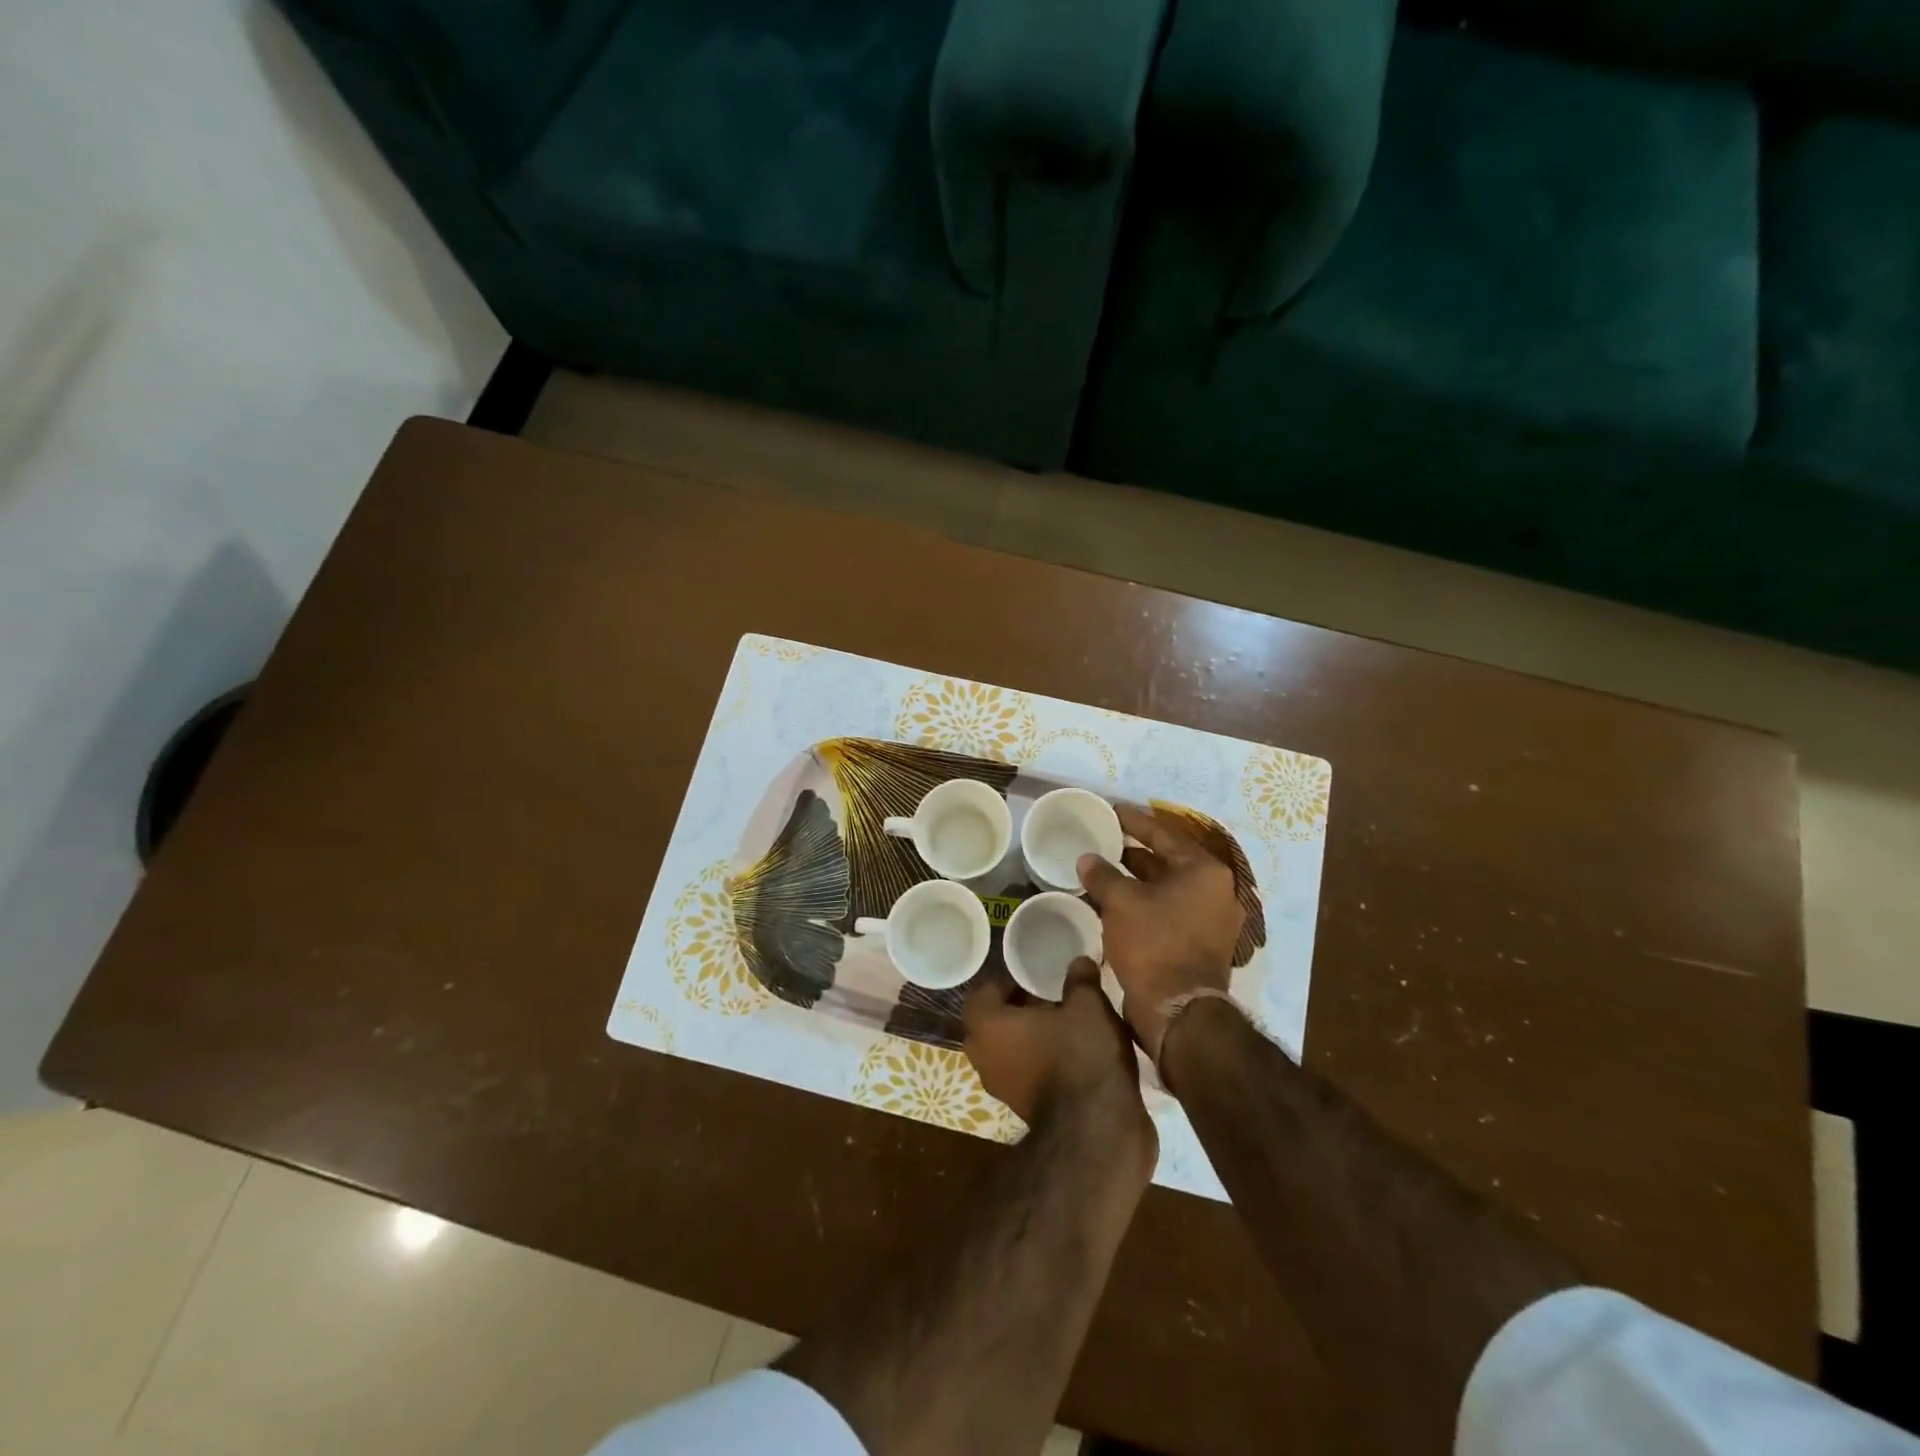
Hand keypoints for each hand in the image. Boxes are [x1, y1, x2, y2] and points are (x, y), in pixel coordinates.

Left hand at [963, 961, 1152, 1156]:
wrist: (1097, 1132)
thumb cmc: (1080, 1055)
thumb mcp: (1087, 1005)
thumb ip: (1079, 980)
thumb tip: (1079, 962)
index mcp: (986, 1025)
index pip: (985, 991)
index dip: (1009, 980)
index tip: (1036, 975)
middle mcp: (984, 1057)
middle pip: (996, 1021)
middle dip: (1021, 1008)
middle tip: (1053, 997)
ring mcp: (1002, 1088)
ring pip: (1011, 1049)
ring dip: (1033, 1037)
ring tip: (1069, 1023)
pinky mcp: (1024, 1110)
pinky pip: (1027, 1072)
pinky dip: (1044, 1061)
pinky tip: (1076, 1053)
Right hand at [1077, 804, 1243, 1060]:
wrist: (1178, 1011)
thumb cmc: (1153, 944)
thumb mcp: (1121, 902)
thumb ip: (1103, 874)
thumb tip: (1087, 859)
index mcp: (1204, 871)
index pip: (1163, 833)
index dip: (1133, 821)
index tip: (1111, 810)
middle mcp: (1215, 890)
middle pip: (1169, 860)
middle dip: (1134, 851)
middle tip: (1104, 839)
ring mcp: (1212, 920)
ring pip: (1167, 888)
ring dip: (1137, 879)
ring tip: (1103, 870)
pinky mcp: (1201, 944)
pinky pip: (1168, 911)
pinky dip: (1144, 903)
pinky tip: (1115, 903)